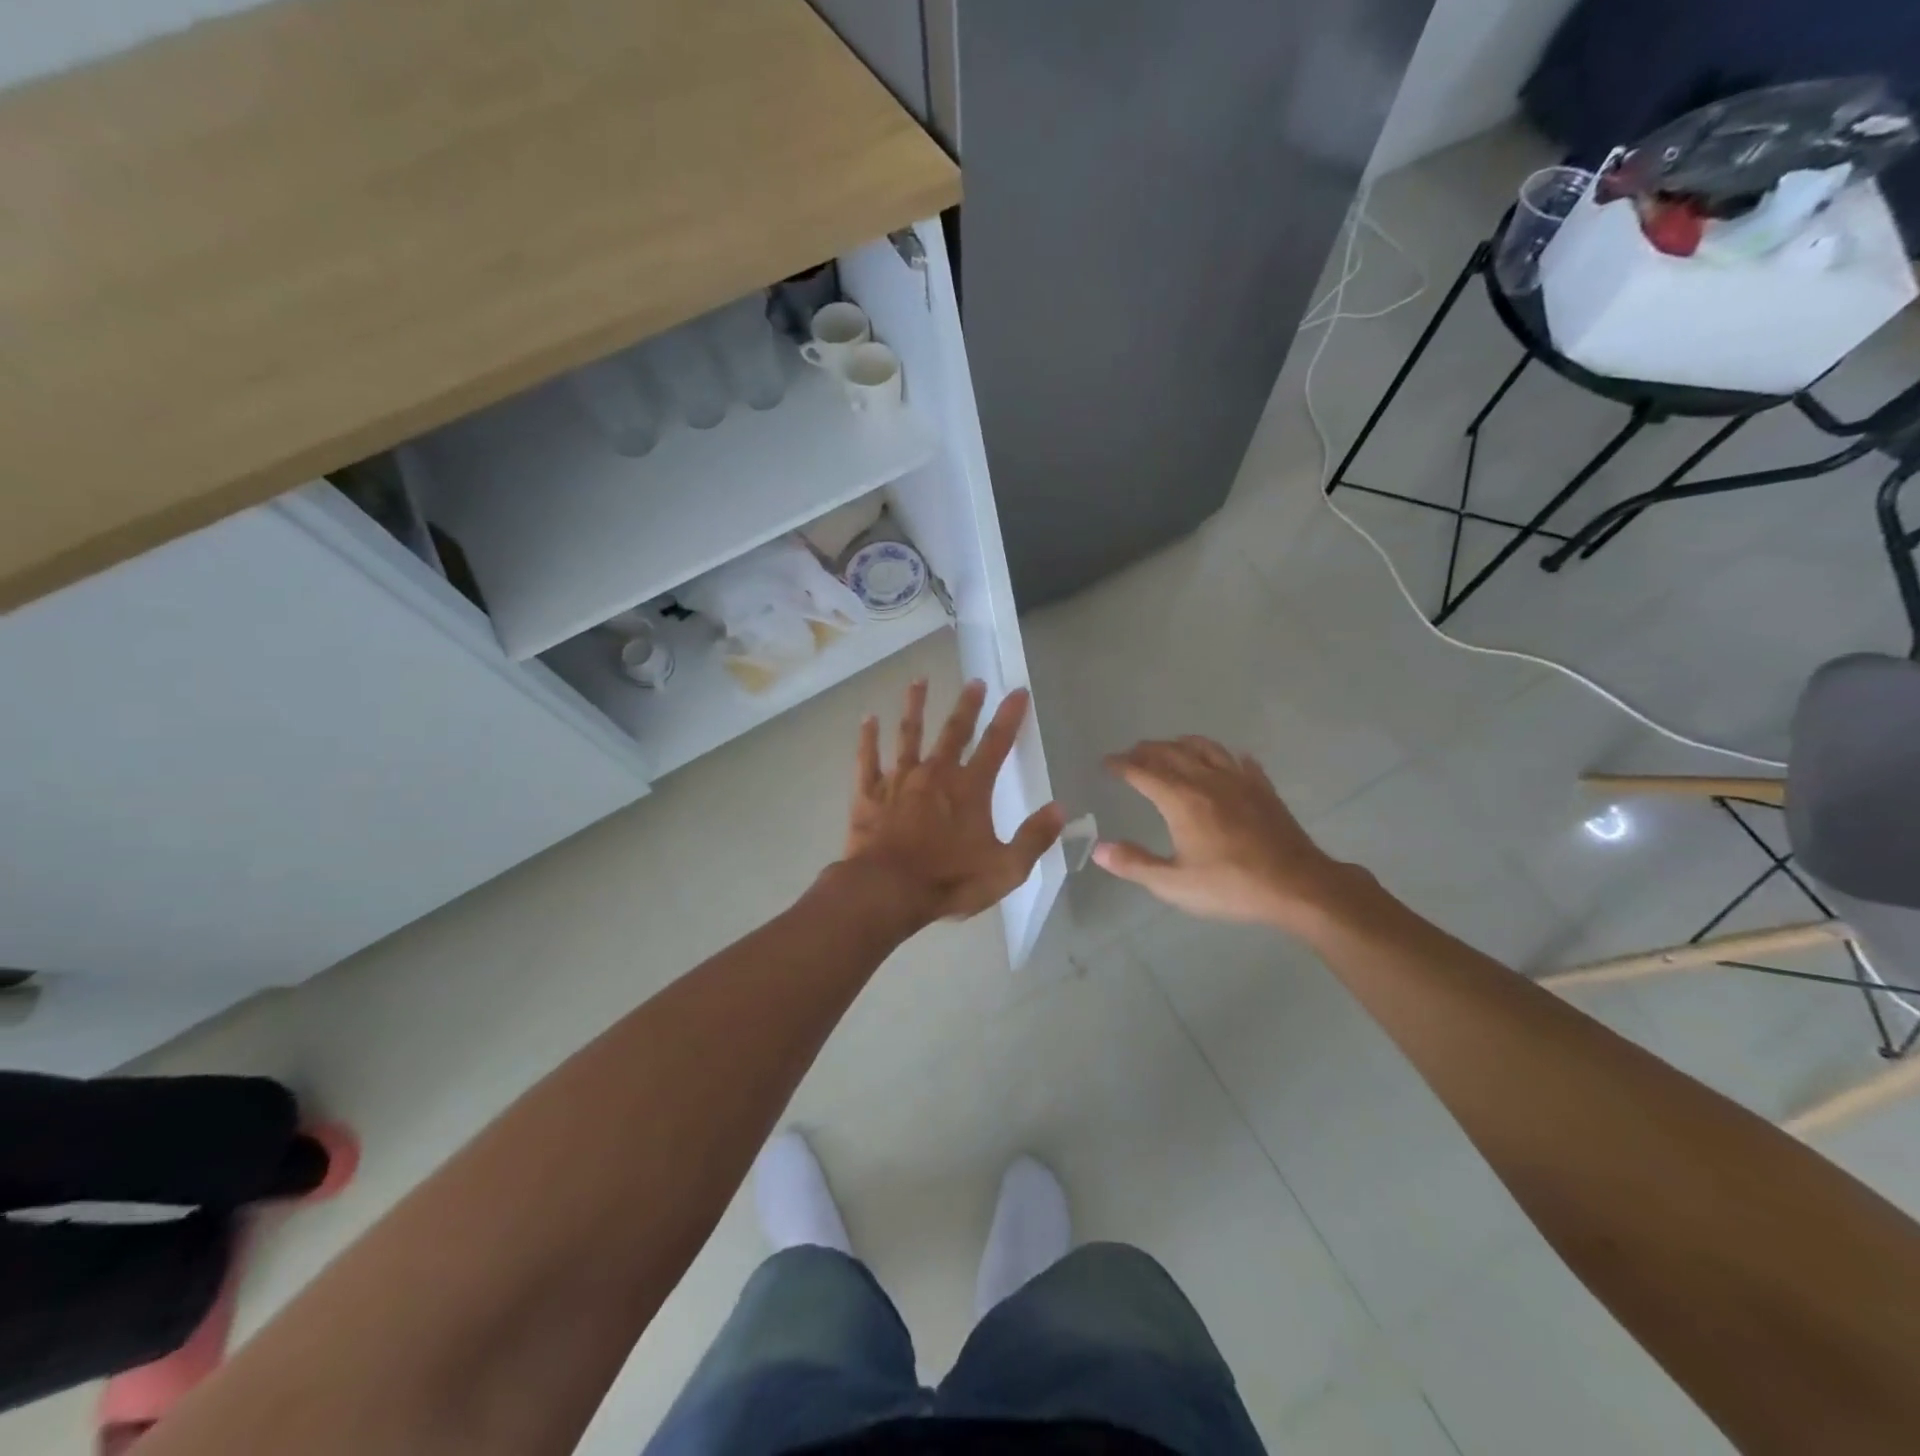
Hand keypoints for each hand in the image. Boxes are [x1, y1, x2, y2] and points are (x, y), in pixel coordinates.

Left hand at [843, 679, 1064, 924]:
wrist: (887, 891)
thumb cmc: (949, 881)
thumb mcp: (1006, 869)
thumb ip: (1034, 837)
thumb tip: (1060, 809)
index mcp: (970, 788)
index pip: (996, 744)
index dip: (1009, 716)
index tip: (1018, 691)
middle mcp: (935, 773)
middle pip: (954, 731)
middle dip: (967, 705)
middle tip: (974, 681)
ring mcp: (899, 780)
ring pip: (908, 734)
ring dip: (914, 706)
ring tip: (919, 680)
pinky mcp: (869, 793)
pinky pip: (868, 758)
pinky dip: (868, 737)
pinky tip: (868, 718)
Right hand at [1094, 737, 1355, 929]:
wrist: (1297, 885)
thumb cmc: (1231, 886)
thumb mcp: (1174, 884)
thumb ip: (1135, 864)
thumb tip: (1098, 849)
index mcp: (1181, 800)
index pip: (1142, 772)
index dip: (1121, 765)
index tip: (1106, 763)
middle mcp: (1206, 780)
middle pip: (1171, 753)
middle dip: (1147, 750)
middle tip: (1132, 753)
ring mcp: (1239, 781)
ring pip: (1205, 748)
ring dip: (1182, 744)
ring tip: (1171, 747)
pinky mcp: (1263, 789)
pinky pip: (1240, 761)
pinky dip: (1224, 756)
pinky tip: (1226, 761)